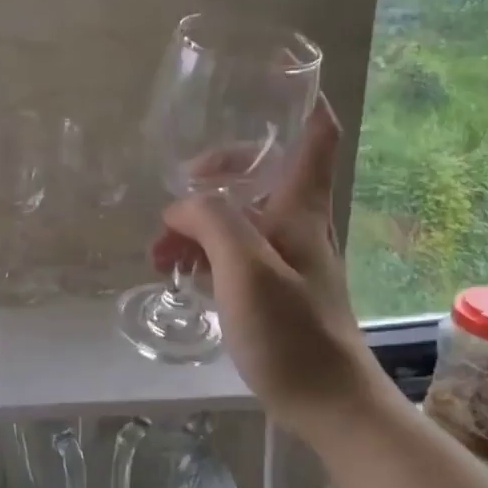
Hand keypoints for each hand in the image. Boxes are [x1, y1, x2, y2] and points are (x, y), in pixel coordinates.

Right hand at [149, 98, 379, 433]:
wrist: (328, 403)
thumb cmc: (292, 332)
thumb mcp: (245, 268)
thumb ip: (211, 222)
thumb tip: (180, 206)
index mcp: (301, 207)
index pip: (316, 135)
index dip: (302, 101)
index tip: (270, 84)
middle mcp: (299, 223)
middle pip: (262, 174)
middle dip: (213, 177)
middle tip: (175, 199)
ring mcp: (288, 258)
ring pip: (241, 219)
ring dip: (200, 225)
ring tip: (159, 255)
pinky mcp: (277, 290)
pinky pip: (237, 254)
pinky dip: (208, 255)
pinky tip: (180, 276)